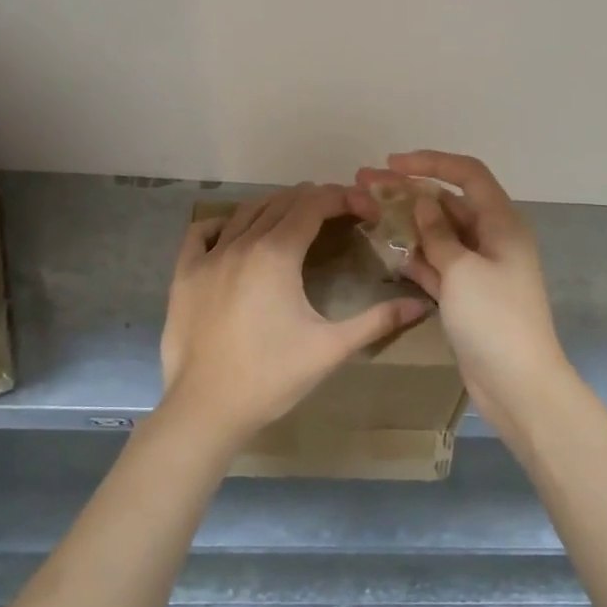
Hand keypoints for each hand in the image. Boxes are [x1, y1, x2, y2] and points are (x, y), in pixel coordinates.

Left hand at [159, 183, 428, 448]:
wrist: (205, 408)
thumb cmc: (271, 377)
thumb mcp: (331, 348)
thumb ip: (378, 321)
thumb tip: (422, 306)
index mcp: (277, 254)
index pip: (314, 205)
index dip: (344, 199)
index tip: (366, 210)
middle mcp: (242, 243)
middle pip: (282, 202)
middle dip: (315, 200)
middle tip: (341, 214)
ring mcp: (208, 257)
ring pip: (245, 212)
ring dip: (276, 206)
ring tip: (298, 217)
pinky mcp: (184, 275)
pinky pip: (201, 233)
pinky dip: (223, 223)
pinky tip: (235, 232)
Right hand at [352, 152, 572, 426]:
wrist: (517, 384)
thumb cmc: (494, 319)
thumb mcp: (462, 270)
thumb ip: (438, 234)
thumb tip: (422, 204)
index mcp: (502, 223)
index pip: (468, 175)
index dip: (431, 162)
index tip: (392, 163)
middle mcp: (492, 239)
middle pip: (447, 203)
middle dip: (407, 191)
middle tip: (363, 184)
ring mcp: (478, 268)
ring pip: (438, 234)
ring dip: (405, 222)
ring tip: (364, 210)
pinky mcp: (465, 295)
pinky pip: (437, 264)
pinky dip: (415, 255)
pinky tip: (385, 247)